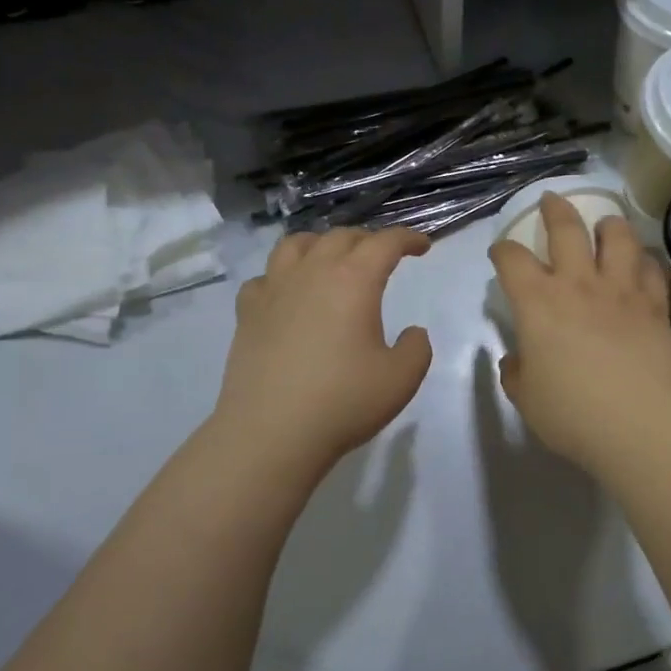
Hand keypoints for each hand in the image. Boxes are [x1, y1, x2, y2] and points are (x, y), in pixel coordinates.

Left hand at [215, 227, 433, 474]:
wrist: (271, 433)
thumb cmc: (343, 402)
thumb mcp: (401, 378)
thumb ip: (416, 348)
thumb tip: (412, 333)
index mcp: (354, 281)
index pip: (384, 243)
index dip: (407, 238)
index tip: (422, 246)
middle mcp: (312, 273)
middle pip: (341, 237)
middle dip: (368, 240)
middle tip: (383, 257)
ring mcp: (274, 290)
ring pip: (296, 245)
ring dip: (321, 244)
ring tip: (332, 259)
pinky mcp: (247, 313)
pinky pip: (265, 278)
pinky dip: (283, 276)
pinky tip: (288, 294)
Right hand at [489, 194, 670, 474]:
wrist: (640, 424)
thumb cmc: (573, 414)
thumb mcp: (527, 399)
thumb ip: (517, 373)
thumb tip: (518, 360)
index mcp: (538, 303)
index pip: (513, 260)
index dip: (503, 250)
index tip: (501, 253)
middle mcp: (579, 285)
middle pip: (567, 228)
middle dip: (555, 209)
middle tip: (552, 200)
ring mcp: (622, 291)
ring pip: (618, 238)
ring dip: (609, 225)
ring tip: (606, 224)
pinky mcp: (656, 306)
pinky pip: (651, 270)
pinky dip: (644, 262)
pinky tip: (642, 265)